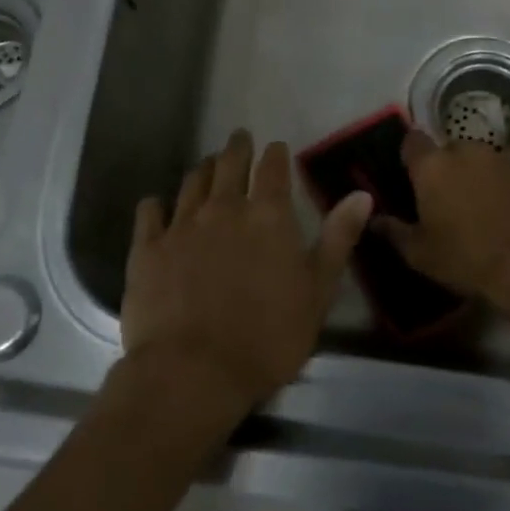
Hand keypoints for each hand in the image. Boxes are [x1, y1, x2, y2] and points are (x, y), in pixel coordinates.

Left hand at [123, 131, 373, 413]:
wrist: (194, 371)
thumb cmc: (267, 336)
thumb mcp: (317, 291)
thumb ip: (338, 239)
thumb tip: (361, 194)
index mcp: (267, 216)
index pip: (273, 169)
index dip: (276, 154)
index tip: (276, 147)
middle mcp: (223, 208)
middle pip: (229, 164)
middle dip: (237, 148)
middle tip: (240, 139)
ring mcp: (181, 225)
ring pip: (192, 182)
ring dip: (203, 169)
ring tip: (207, 164)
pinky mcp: (148, 248)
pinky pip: (150, 212)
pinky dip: (156, 204)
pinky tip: (158, 205)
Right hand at [376, 130, 509, 299]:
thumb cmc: (465, 258)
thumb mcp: (418, 253)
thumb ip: (393, 231)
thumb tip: (373, 220)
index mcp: (433, 166)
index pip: (412, 140)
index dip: (410, 155)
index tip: (410, 174)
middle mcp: (467, 152)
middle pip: (449, 150)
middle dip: (445, 168)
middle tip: (444, 199)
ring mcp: (503, 161)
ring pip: (481, 161)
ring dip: (476, 177)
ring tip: (478, 210)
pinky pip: (508, 177)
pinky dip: (503, 190)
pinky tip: (506, 217)